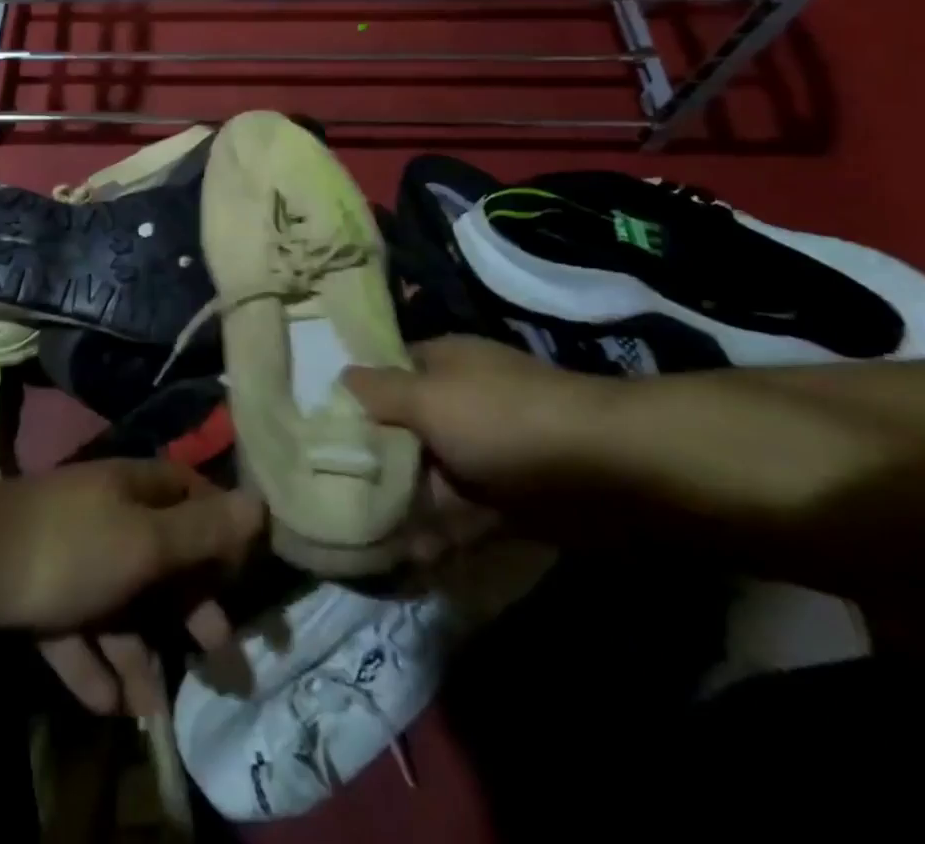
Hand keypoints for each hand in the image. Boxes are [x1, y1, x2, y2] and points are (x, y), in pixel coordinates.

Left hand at [0, 461, 263, 715]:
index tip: (245, 577)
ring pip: (120, 604)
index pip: (191, 497)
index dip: (221, 532)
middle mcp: (106, 516)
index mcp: (134, 490)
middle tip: (223, 660)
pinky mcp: (39, 593)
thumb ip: (203, 532)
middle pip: (161, 560)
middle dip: (190, 609)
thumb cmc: (73, 547)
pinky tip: (109, 706)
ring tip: (158, 704)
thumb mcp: (148, 542)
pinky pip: (78, 631)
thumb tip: (260, 503)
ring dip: (139, 652)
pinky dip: (94, 664)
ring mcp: (71, 555)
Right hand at [345, 335, 609, 540]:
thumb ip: (379, 393)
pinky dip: (439, 536)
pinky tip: (410, 559)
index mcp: (441, 366)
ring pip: (430, 478)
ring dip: (402, 506)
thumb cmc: (503, 420)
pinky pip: (462, 517)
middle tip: (327, 493)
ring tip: (361, 536)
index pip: (385, 375)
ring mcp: (484, 454)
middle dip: (371, 461)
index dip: (352, 397)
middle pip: (403, 430)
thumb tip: (340, 376)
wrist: (609, 473)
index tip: (315, 427)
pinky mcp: (507, 501)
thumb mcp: (428, 398)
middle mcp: (459, 404)